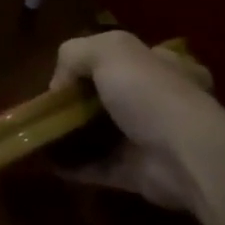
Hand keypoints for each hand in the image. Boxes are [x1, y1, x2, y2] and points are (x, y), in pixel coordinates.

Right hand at [48, 32, 224, 212]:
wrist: (185, 158)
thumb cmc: (151, 94)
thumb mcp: (110, 50)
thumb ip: (76, 53)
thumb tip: (60, 84)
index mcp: (165, 66)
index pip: (128, 58)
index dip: (94, 62)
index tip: (67, 75)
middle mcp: (161, 101)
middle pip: (112, 96)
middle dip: (80, 102)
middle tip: (50, 107)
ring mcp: (151, 140)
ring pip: (103, 133)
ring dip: (73, 134)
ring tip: (40, 133)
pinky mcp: (138, 173)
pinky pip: (98, 167)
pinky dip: (73, 165)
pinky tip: (47, 160)